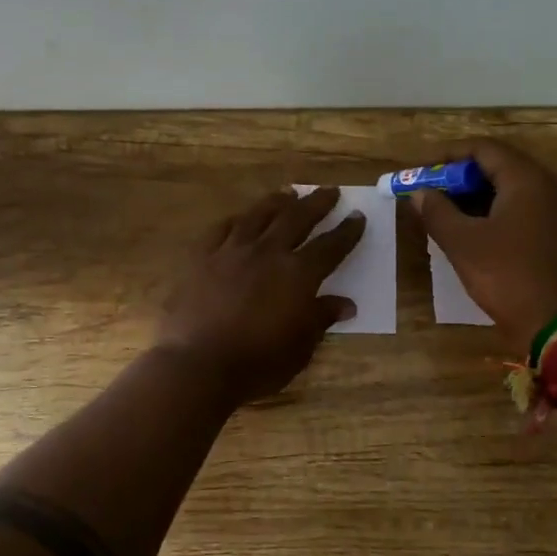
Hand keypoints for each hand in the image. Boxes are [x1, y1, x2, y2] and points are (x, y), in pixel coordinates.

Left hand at [156, 186, 366, 404]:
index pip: (330, 246)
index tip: (357, 216)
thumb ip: (321, 318)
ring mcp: (232, 251)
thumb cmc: (258, 363)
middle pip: (297, 218)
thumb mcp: (300, 347)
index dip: (346, 232)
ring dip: (277, 202)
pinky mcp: (201, 257)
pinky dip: (236, 220)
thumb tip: (346, 303)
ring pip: (258, 215)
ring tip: (288, 193)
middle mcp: (268, 252)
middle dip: (317, 203)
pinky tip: (240, 218)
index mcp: (298, 274)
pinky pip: (221, 229)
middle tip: (330, 191)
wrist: (198, 365)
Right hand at [413, 139, 556, 351]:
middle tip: (431, 198)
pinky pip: (527, 213)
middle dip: (461, 180)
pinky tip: (477, 239)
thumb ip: (437, 212)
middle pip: (500, 168)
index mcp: (528, 180)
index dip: (447, 156)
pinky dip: (498, 216)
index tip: (421, 173)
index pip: (483, 149)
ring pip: (513, 192)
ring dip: (478, 200)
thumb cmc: (510, 278)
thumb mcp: (464, 245)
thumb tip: (419, 192)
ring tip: (447, 219)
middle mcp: (551, 187)